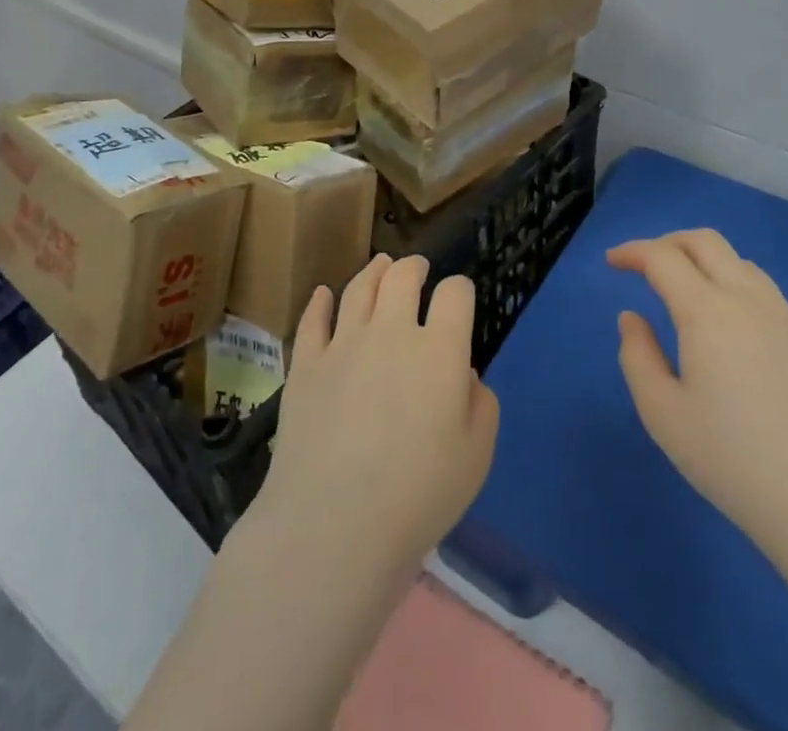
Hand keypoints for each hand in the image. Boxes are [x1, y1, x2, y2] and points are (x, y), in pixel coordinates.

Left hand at [249, 254, 500, 583]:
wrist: (334, 522)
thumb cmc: (418, 495)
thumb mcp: (476, 457)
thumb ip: (481, 405)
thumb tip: (462, 374)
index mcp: (439, 350)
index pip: (455, 294)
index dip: (460, 290)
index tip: (459, 299)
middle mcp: (392, 332)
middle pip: (403, 277)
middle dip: (415, 267)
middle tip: (418, 268)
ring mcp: (343, 343)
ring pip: (359, 287)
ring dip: (374, 270)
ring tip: (381, 265)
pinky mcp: (306, 363)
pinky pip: (313, 319)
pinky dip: (320, 302)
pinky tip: (323, 295)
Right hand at [609, 230, 787, 573]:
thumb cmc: (733, 462)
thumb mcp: (662, 414)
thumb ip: (636, 356)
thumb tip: (632, 317)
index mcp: (708, 312)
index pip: (662, 257)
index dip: (632, 252)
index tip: (612, 263)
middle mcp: (749, 300)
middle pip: (704, 241)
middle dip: (667, 243)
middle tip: (644, 266)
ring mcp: (787, 317)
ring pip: (738, 262)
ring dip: (703, 262)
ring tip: (685, 293)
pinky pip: (765, 292)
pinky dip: (733, 287)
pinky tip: (729, 329)